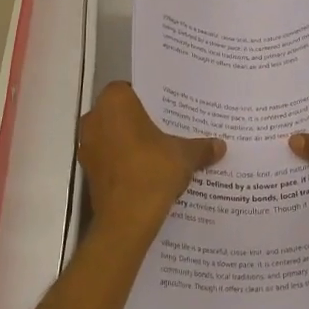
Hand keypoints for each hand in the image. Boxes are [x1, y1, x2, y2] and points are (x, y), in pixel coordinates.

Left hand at [78, 83, 223, 234]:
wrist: (127, 219)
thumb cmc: (153, 171)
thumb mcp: (185, 155)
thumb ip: (201, 147)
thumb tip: (220, 146)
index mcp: (115, 102)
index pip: (131, 89)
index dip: (149, 99)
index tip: (168, 110)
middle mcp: (95, 118)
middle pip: (120, 113)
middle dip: (140, 121)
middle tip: (167, 129)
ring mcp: (87, 146)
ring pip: (113, 136)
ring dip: (131, 142)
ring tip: (160, 152)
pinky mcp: (88, 171)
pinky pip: (109, 157)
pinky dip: (124, 162)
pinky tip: (147, 172)